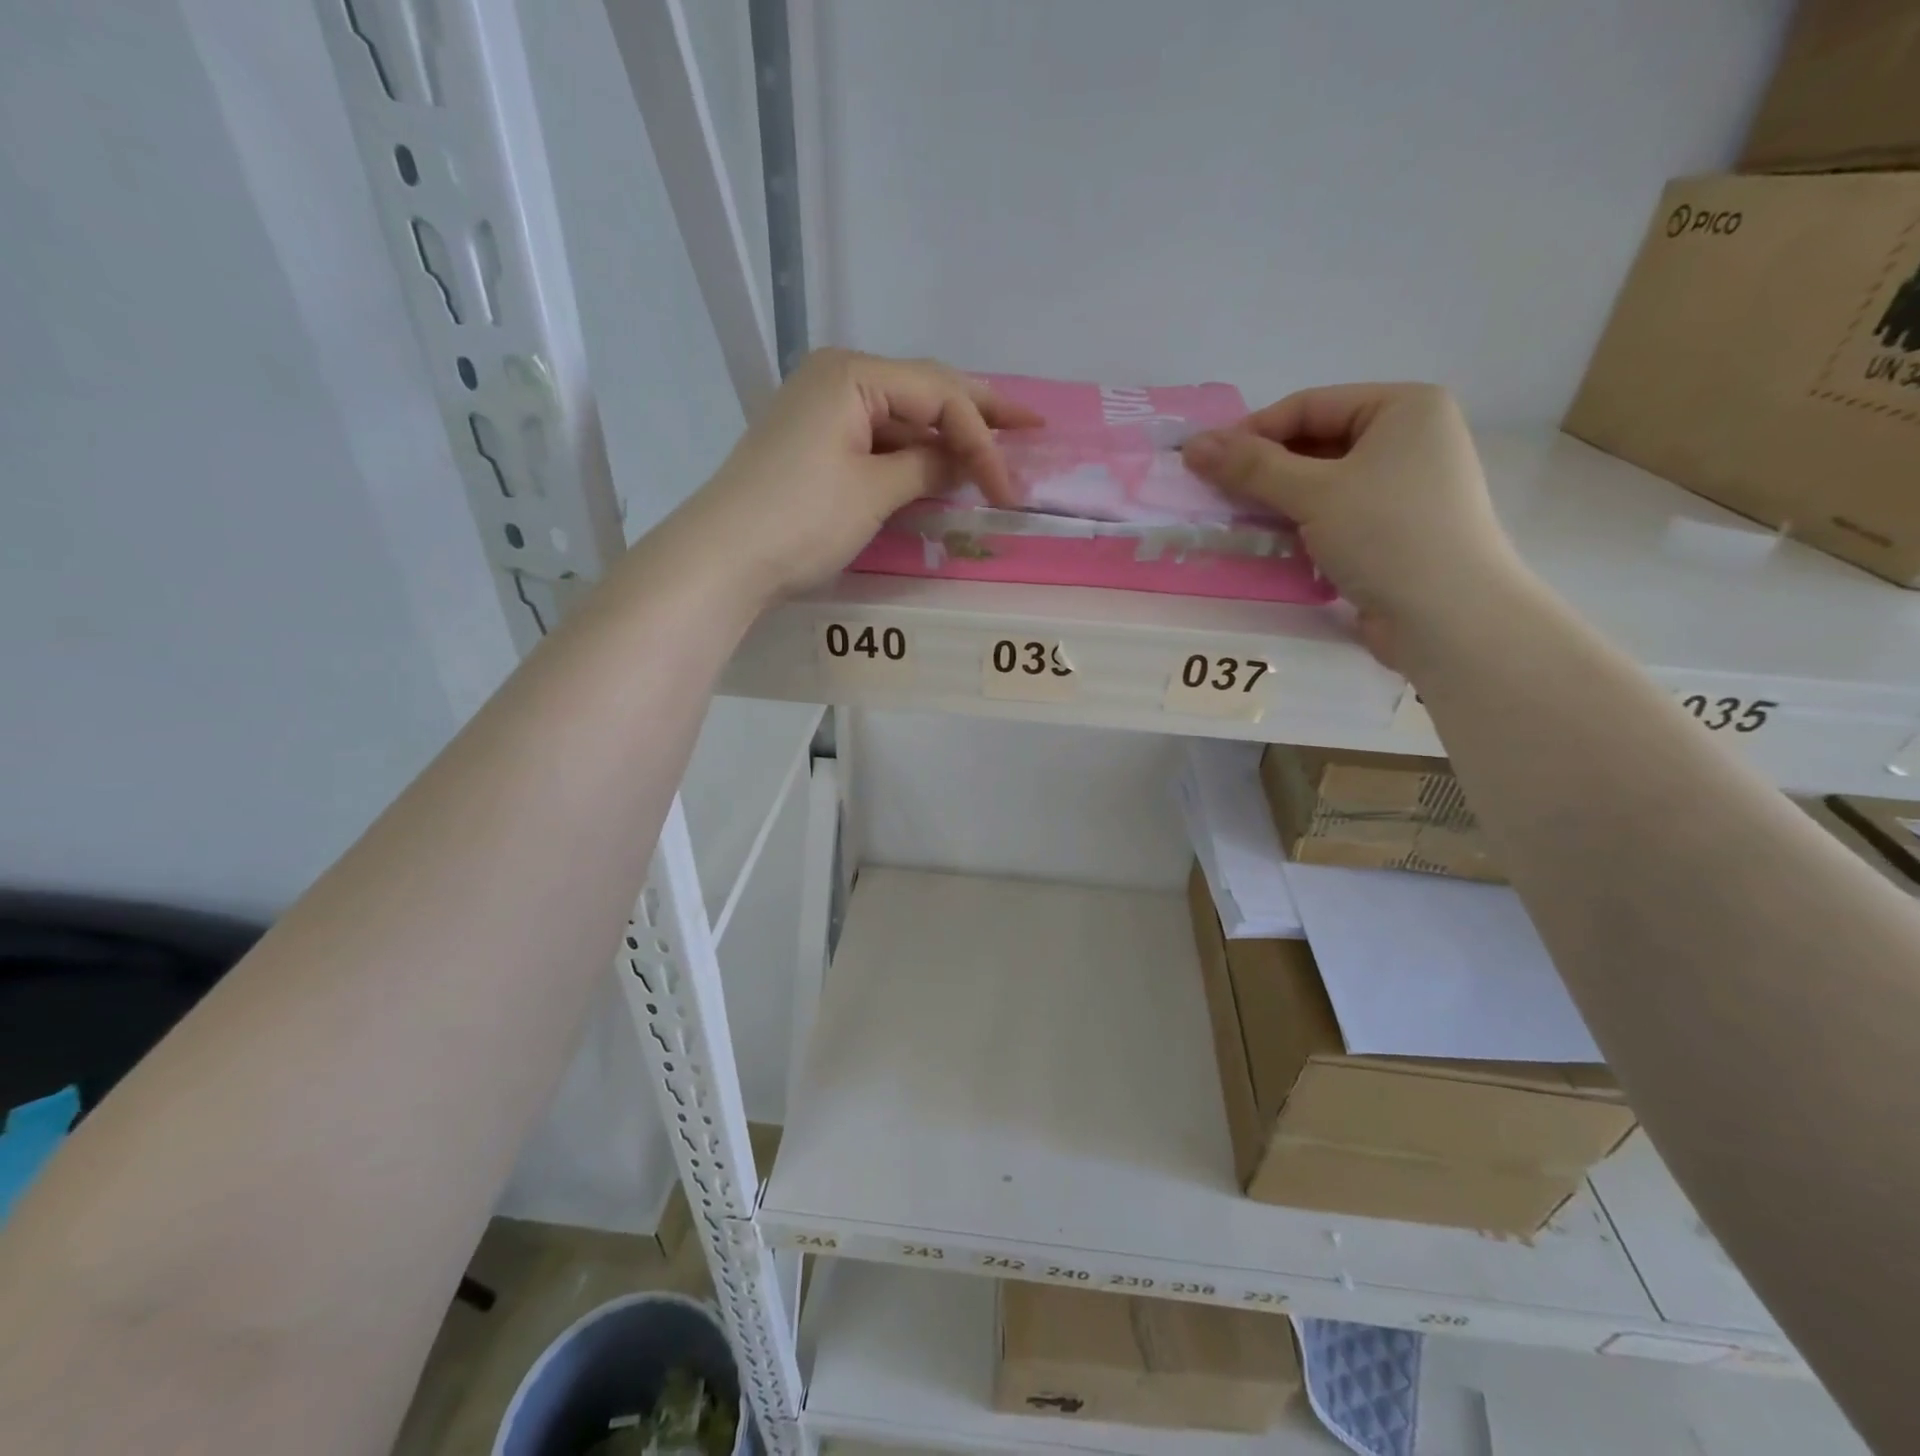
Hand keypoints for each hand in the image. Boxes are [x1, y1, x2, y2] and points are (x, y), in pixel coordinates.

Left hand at [685, 348, 1042, 599]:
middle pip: (923, 391)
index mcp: (853, 374)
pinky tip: (939, 466)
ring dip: (946, 436)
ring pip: (901, 416)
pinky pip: (877, 438)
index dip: (983, 439)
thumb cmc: (801, 519)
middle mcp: (837, 377)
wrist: (723, 558)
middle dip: (978, 414)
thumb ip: (926, 467)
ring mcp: (822, 409)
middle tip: (1031, 426)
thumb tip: (962, 460)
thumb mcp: (874, 491)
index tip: (1009, 489)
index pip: (939, 395)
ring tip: (994, 449)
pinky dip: (911, 454)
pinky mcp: (814, 442)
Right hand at [1181, 383, 1523, 664]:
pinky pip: (1334, 515)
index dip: (1254, 432)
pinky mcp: (1393, 531)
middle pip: (1315, 444)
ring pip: (1321, 484)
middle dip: (1264, 471)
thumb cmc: (1388, 535)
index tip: (1206, 463)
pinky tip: (1269, 543)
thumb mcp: (1314, 493)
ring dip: (1276, 502)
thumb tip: (1193, 445)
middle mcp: (1409, 439)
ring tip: (1234, 521)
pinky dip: (1300, 525)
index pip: (1310, 406)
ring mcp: (1403, 488)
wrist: (1449, 618)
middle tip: (1215, 495)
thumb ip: (1252, 467)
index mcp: (1404, 408)